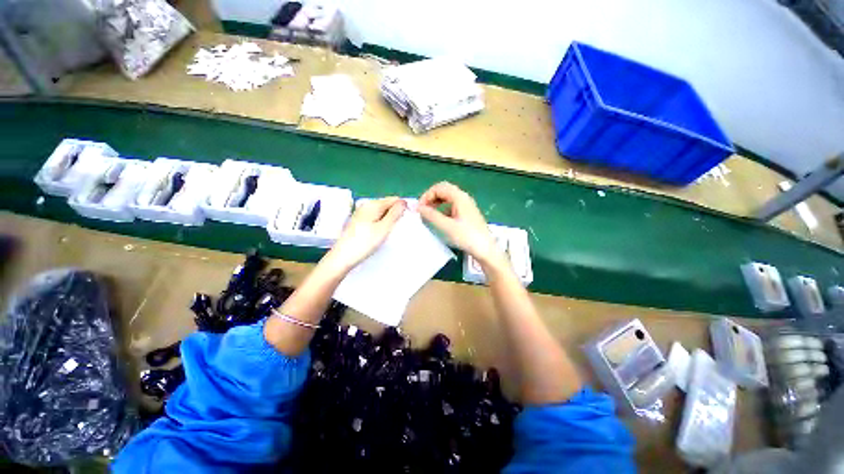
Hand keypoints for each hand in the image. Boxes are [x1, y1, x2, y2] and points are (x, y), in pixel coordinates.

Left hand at [325, 197, 405, 271]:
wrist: (342, 257)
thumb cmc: (365, 242)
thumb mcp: (384, 228)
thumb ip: (395, 214)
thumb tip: (404, 202)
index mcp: (373, 204)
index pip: (394, 199)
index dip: (403, 207)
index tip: (408, 220)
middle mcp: (366, 205)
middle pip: (387, 204)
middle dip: (396, 213)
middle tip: (399, 228)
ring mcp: (361, 213)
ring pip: (381, 212)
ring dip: (388, 219)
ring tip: (391, 232)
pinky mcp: (358, 222)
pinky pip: (375, 218)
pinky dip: (381, 223)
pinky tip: (381, 233)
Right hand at [418, 182, 505, 267]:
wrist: (485, 249)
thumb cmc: (467, 237)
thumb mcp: (446, 226)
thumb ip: (431, 215)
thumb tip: (418, 208)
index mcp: (459, 197)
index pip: (439, 188)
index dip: (427, 195)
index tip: (419, 208)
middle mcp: (464, 198)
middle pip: (444, 190)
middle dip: (431, 197)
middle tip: (423, 209)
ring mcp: (466, 206)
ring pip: (448, 198)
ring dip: (436, 203)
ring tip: (428, 214)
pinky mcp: (467, 214)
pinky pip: (452, 206)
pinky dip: (442, 209)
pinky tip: (439, 220)